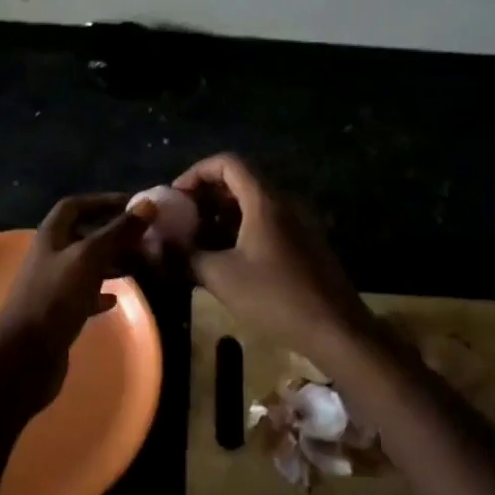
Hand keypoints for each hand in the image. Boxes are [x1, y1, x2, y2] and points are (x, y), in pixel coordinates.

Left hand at [0, 193, 156, 412]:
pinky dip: (102, 292)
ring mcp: (53, 285)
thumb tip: (148, 204)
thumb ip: (118, 231)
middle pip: (83, 234)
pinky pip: (84, 293)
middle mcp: (50, 255)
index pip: (76, 205)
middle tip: (145, 237)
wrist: (26, 356)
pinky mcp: (58, 312)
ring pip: (86, 264)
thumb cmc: (56, 298)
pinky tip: (116, 298)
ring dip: (111, 261)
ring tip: (140, 264)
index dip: (103, 201)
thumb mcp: (90, 258)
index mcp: (51, 235)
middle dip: (113, 233)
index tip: (133, 205)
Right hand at [172, 153, 369, 359]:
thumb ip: (186, 257)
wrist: (337, 331)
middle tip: (183, 220)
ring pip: (254, 204)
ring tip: (198, 241)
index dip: (197, 172)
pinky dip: (242, 229)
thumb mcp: (221, 277)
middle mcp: (284, 202)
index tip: (177, 196)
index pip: (227, 162)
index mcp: (265, 200)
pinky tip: (227, 258)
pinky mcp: (305, 243)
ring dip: (223, 215)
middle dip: (207, 196)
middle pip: (240, 181)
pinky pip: (268, 222)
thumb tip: (158, 247)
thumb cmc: (276, 298)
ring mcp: (299, 222)